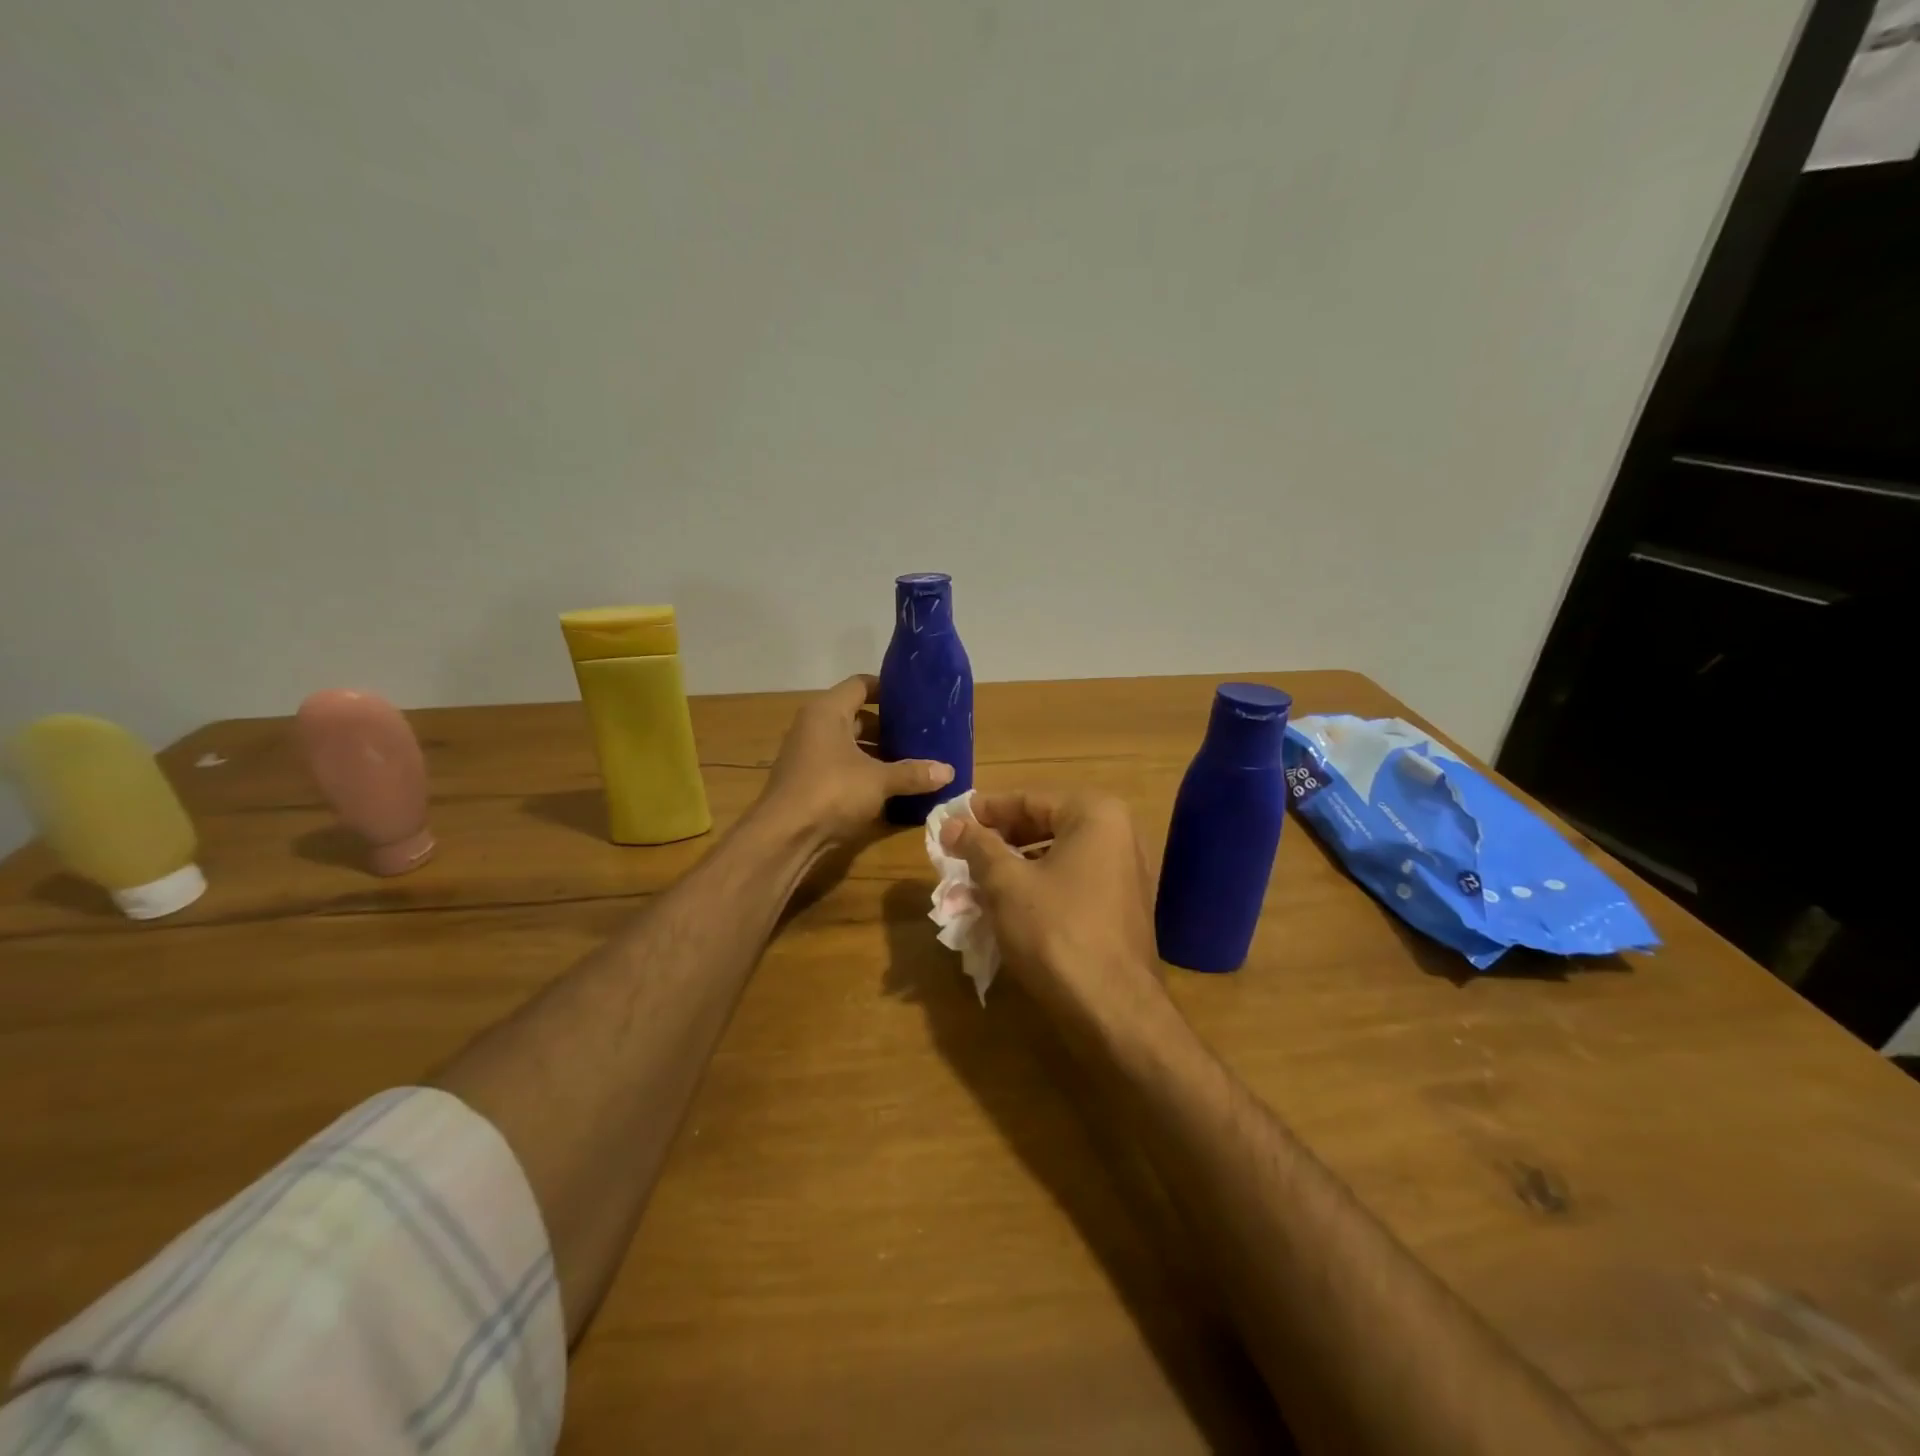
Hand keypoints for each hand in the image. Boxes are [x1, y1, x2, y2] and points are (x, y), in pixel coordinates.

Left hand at [760, 674, 952, 845]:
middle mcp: (813, 727)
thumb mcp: (879, 780)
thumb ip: (913, 773)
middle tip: (920, 735)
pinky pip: (841, 767)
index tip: (915, 699)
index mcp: (827, 712)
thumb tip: (948, 771)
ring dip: (876, 753)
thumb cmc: (831, 792)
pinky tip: (888, 787)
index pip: (860, 685)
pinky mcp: (807, 782)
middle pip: (855, 717)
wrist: (784, 837)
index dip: (887, 689)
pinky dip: (862, 773)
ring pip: (848, 745)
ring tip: (910, 762)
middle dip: (887, 727)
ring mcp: (807, 755)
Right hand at [940, 790, 1167, 1031]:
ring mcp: (1127, 871)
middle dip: (1000, 839)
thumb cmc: (1056, 932)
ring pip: (1058, 855)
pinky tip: (1009, 905)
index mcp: (1096, 814)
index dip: (985, 810)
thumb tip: (951, 823)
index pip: (1029, 799)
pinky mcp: (1124, 906)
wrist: (1114, 1010)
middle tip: (960, 852)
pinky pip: (1073, 880)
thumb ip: (978, 845)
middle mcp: (1120, 833)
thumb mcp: (1006, 884)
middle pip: (1046, 824)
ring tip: (976, 880)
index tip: (951, 820)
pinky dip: (1040, 886)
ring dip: (1016, 865)